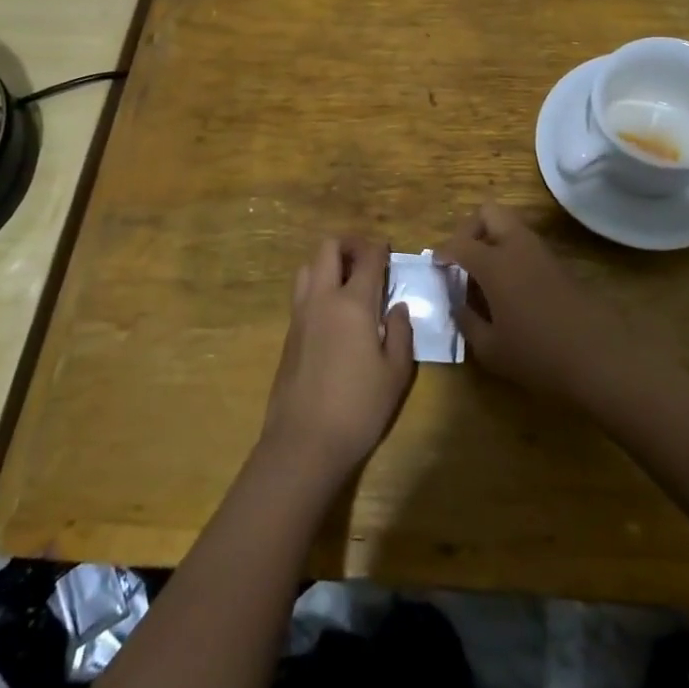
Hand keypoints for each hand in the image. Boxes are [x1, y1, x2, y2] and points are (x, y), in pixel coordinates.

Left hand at [262, 238, 414, 484]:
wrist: (304, 443)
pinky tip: (334, 312)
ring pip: (308, 266)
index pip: (367, 258)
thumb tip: (397, 307)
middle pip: (328, 248)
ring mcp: (300, 315)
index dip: (380, 248)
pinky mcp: (288, 334)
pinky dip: (317, 286)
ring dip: (327, 263)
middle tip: (367, 259)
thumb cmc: (359, 407)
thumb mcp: (396, 373)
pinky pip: (301, 293)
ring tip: (348, 282)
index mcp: (352, 303)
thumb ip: (400, 332)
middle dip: (349, 244)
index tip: (389, 250)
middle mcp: (322, 299)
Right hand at [436, 204, 624, 399]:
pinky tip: (508, 287)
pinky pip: (525, 244)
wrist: (599, 356)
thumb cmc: (538, 354)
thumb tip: (457, 304)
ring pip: (510, 225)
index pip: (460, 244)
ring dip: (492, 239)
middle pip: (489, 213)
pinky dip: (510, 253)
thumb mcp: (491, 349)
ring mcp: (541, 252)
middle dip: (469, 229)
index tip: (435, 265)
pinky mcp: (558, 264)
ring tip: (483, 275)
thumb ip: (467, 322)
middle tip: (462, 258)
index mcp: (495, 263)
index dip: (443, 252)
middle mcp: (517, 246)